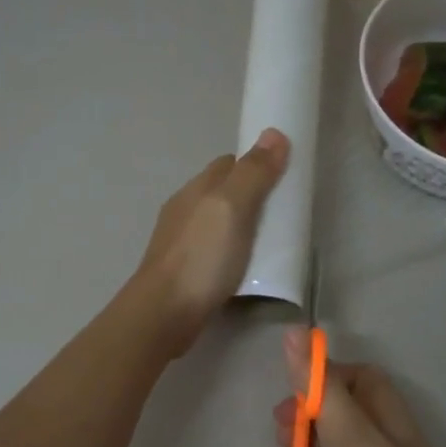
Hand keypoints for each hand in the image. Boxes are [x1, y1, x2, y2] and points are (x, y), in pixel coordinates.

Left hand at [132, 129, 289, 355]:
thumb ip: (253, 174)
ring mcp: (180, 243)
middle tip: (280, 214)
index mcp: (196, 190)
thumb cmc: (201, 257)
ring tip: (267, 243)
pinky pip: (212, 251)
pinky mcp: (182, 272)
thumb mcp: (232, 208)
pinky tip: (242, 268)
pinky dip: (230, 253)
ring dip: (239, 227)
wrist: (164, 313)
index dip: (254, 166)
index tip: (281, 179)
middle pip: (221, 193)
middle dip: (249, 197)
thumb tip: (274, 133)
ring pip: (215, 224)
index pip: (227, 164)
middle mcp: (184, 210)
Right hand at [273, 331, 445, 446]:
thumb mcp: (348, 428)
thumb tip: (294, 329)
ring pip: (326, 435)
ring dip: (302, 434)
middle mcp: (374, 428)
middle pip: (332, 403)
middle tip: (281, 424)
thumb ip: (317, 382)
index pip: (346, 374)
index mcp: (380, 403)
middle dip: (304, 407)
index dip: (317, 376)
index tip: (291, 391)